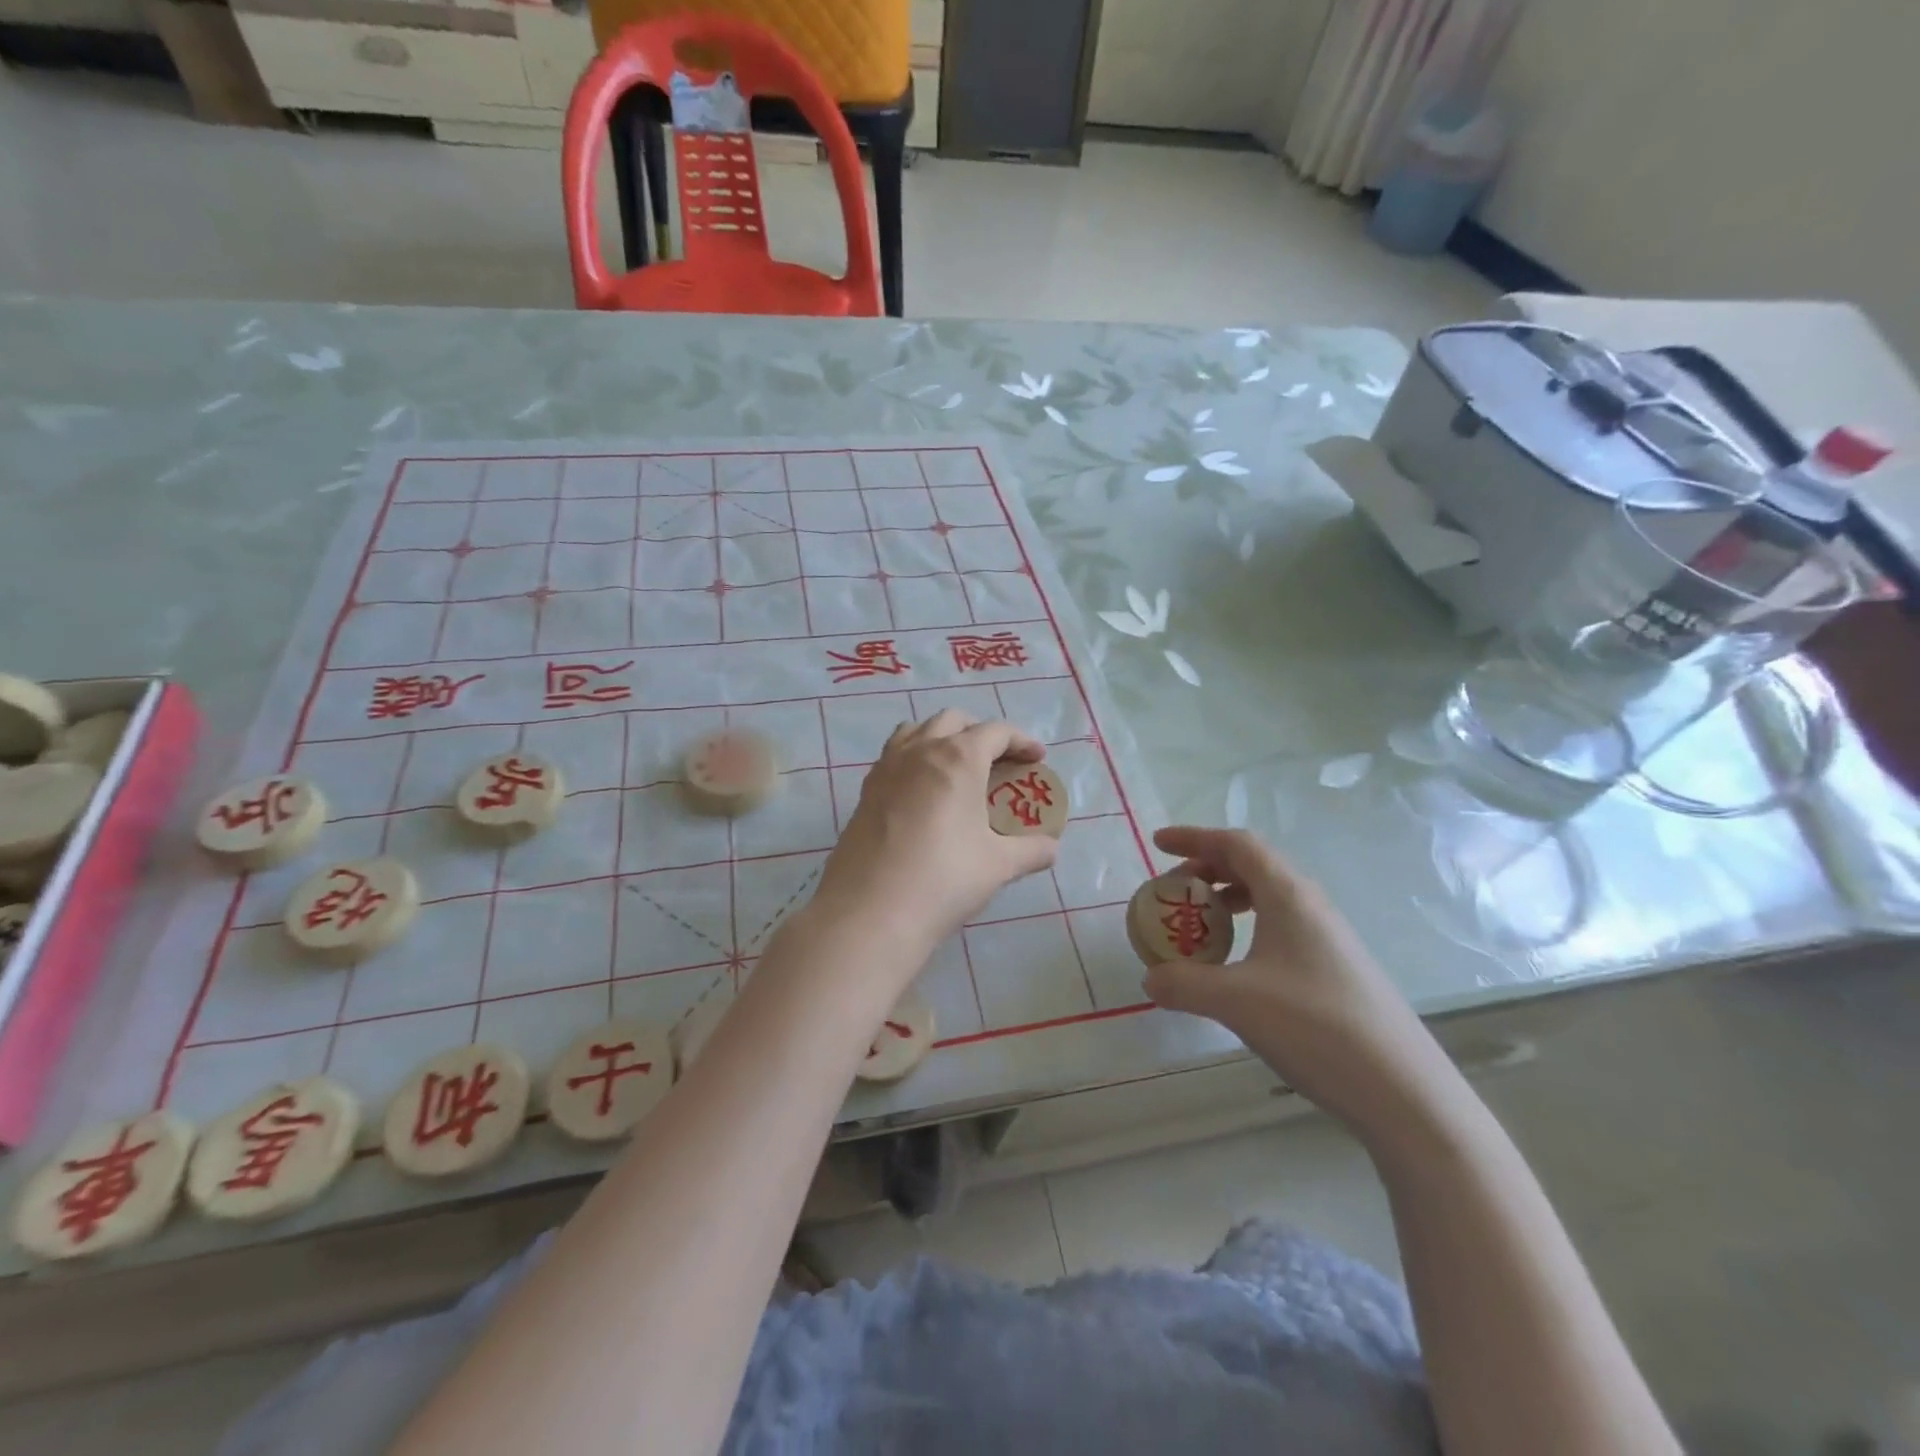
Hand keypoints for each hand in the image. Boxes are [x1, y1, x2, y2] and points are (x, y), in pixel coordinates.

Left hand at [813, 710, 1059, 964]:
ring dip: (941, 737)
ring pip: (916, 730)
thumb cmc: (944, 878)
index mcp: (958, 758)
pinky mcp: (865, 790)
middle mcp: (920, 750)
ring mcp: (886, 768)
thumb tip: (1051, 849)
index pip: (996, 731)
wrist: (871, 911)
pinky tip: (922, 792)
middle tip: (998, 761)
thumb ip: (1031, 851)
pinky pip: (893, 756)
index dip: (1021, 740)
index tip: (1036, 758)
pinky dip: (914, 758)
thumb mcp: (998, 865)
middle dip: (980, 732)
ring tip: (956, 767)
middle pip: (953, 721)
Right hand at [1142, 826, 1445, 1129]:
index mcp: (1289, 896)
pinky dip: (1249, 928)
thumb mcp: (1235, 1002)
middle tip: (1173, 890)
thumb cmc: (1315, 1027)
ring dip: (1228, 898)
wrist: (1405, 1092)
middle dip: (1207, 868)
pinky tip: (1236, 965)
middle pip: (1253, 865)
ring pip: (1269, 897)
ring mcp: (1329, 938)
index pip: (1237, 844)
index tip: (1158, 843)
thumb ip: (1183, 984)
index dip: (1194, 838)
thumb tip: (1150, 978)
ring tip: (1200, 924)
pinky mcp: (1336, 969)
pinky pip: (1281, 927)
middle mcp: (1310, 906)